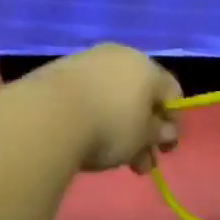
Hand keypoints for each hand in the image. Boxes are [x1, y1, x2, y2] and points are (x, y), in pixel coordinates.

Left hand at [27, 44, 182, 174]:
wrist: (46, 116)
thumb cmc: (108, 127)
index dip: (173, 121)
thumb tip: (167, 130)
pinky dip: (94, 114)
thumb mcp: (141, 138)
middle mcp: (121, 56)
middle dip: (144, 131)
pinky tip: (85, 138)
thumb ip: (158, 133)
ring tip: (113, 161)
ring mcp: (89, 60)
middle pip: (141, 95)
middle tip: (140, 163)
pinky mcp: (61, 70)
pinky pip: (88, 94)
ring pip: (114, 95)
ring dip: (119, 126)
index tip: (164, 149)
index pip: (172, 91)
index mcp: (148, 67)